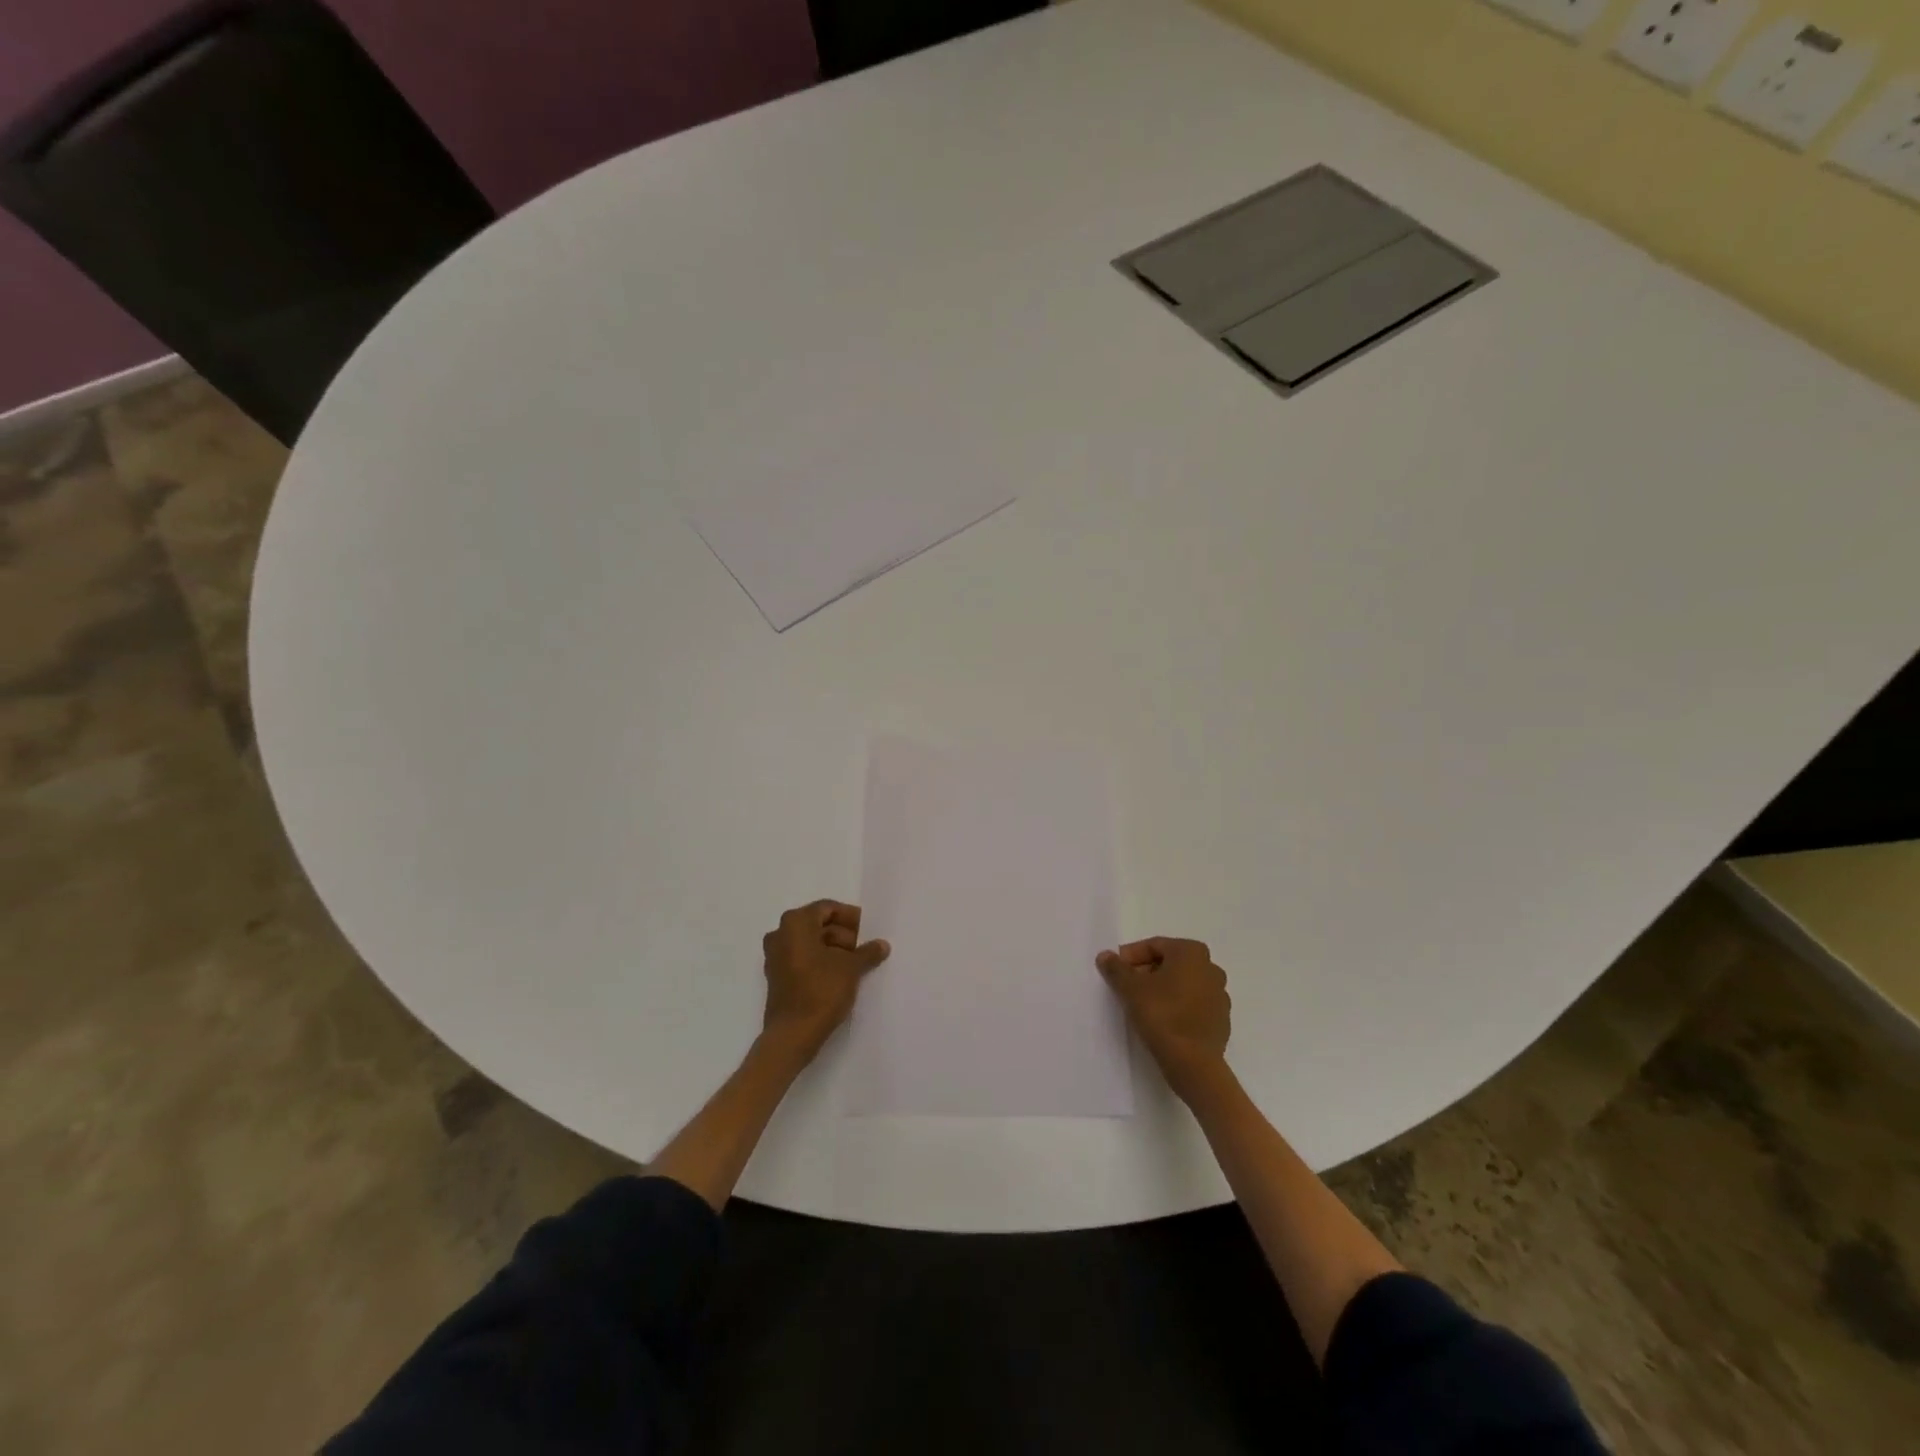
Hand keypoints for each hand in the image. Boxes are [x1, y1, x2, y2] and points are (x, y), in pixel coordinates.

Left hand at [760, 900, 889, 1060]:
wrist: (793, 1034)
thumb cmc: (821, 990)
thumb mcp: (851, 968)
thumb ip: (867, 952)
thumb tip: (882, 944)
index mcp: (796, 923)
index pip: (827, 908)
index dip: (850, 917)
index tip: (868, 929)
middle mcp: (780, 934)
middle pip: (817, 924)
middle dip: (842, 933)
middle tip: (863, 947)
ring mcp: (775, 956)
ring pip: (810, 942)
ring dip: (833, 948)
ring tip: (855, 963)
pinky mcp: (777, 977)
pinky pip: (802, 958)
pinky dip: (820, 961)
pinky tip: (840, 975)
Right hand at [1097, 937, 1230, 1096]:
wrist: (1194, 1064)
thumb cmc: (1162, 1015)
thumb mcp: (1130, 988)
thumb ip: (1116, 968)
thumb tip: (1105, 956)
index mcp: (1192, 952)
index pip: (1155, 945)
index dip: (1131, 956)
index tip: (1116, 971)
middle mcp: (1211, 968)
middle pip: (1170, 963)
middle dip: (1146, 972)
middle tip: (1126, 987)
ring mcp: (1220, 996)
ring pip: (1183, 984)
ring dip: (1163, 990)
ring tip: (1142, 1005)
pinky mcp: (1221, 1020)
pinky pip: (1193, 1005)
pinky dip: (1177, 1007)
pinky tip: (1162, 1021)